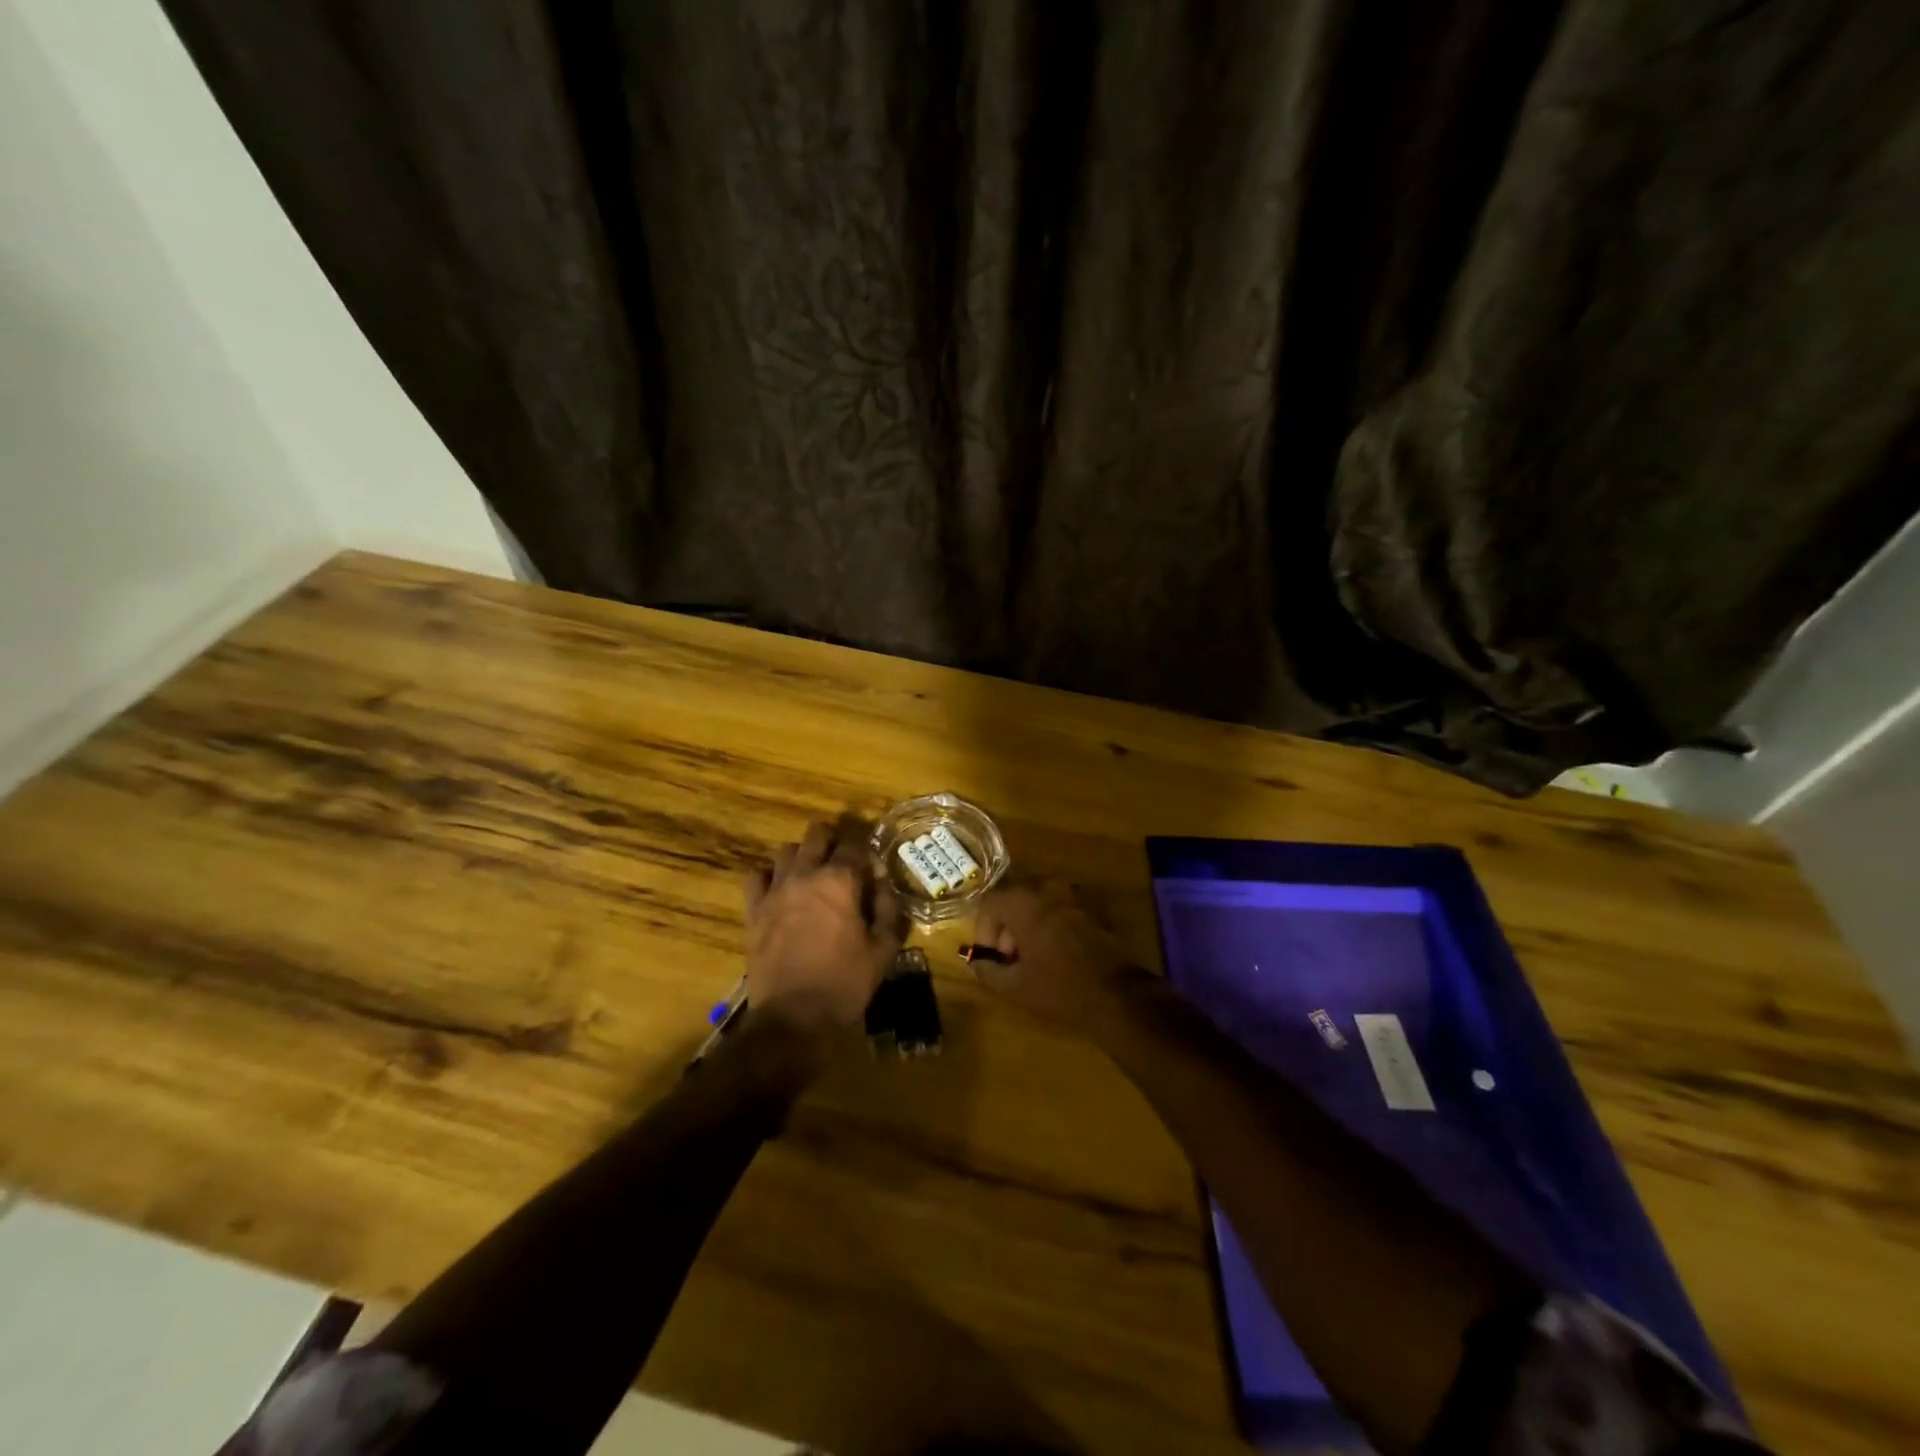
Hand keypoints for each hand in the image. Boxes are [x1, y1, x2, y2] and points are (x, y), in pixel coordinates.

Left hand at [744, 815, 904, 1031]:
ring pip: (786, 851)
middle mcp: (806, 874)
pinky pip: (756, 876)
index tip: (873, 872)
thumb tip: (883, 884)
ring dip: (801, 855)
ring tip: (811, 873)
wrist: (794, 1016)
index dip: (867, 854)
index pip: (855, 846)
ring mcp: (775, 890)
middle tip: (842, 862)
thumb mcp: (883, 949)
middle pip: (817, 836)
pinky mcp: (754, 910)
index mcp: (840, 880)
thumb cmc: (845, 982)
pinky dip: (768, 876)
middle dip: (832, 842)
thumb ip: (887, 909)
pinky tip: (779, 889)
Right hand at [971, 881, 1141, 1029]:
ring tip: (1036, 956)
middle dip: (1008, 926)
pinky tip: (1060, 952)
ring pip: (1040, 902)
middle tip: (1012, 958)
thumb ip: (987, 970)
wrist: (1118, 995)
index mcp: (1024, 902)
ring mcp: (1075, 894)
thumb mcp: (1014, 987)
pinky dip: (1054, 923)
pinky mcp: (1094, 906)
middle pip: (1015, 898)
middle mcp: (1048, 888)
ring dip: (1031, 924)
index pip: (990, 902)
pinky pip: (1063, 908)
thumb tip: (977, 962)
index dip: (985, 930)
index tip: (994, 957)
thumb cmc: (1059, 989)